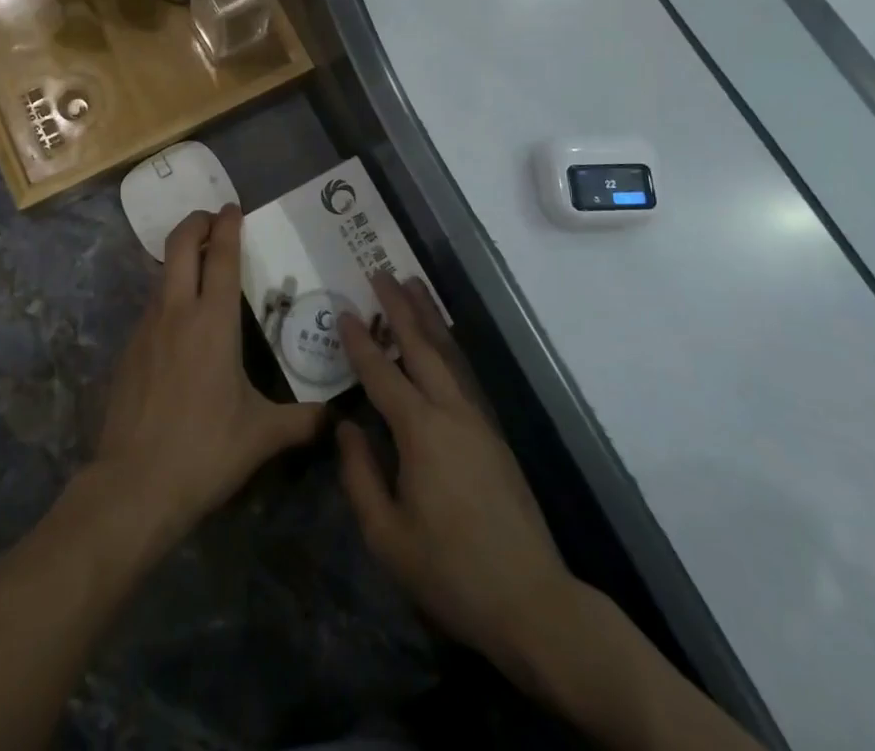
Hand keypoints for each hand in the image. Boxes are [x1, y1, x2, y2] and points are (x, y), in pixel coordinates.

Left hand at [94, 205, 325, 546]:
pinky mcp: (128, 350)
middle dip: (195, 222)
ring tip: (201, 269)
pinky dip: (168, 296)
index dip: (227, 225)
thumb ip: (301, 420)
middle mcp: (176, 312)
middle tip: (213, 219)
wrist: (132, 485)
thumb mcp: (261, 436)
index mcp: (213, 322)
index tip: (233, 207)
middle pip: (180, 245)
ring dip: (180, 260)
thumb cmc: (204, 451)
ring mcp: (146, 328)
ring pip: (162, 274)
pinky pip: (151, 307)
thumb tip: (334, 417)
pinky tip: (181, 325)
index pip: (221, 255)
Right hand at [338, 271, 580, 684]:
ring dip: (428, 317)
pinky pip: (463, 375)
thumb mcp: (387, 536)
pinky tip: (441, 342)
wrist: (531, 602)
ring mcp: (478, 421)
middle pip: (421, 346)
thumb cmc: (450, 571)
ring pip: (449, 354)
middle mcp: (451, 412)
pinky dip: (447, 346)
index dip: (360, 342)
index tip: (344, 310)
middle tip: (381, 272)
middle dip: (399, 307)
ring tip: (413, 285)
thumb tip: (345, 428)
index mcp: (420, 432)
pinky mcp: (494, 436)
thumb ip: (360, 476)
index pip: (382, 373)